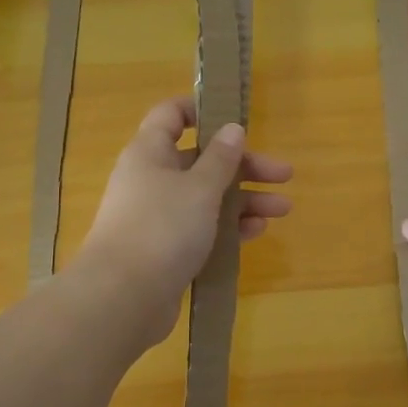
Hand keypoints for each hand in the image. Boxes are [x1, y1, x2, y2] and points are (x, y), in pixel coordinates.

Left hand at [78, 97, 292, 340]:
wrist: (124, 297)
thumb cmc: (162, 227)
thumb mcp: (200, 187)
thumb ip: (221, 158)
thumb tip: (232, 129)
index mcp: (150, 152)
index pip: (171, 115)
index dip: (201, 110)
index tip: (236, 118)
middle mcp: (152, 179)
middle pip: (201, 160)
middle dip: (244, 166)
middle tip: (283, 174)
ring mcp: (158, 216)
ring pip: (206, 197)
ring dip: (244, 199)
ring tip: (283, 209)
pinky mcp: (166, 249)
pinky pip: (202, 229)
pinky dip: (228, 227)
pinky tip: (258, 232)